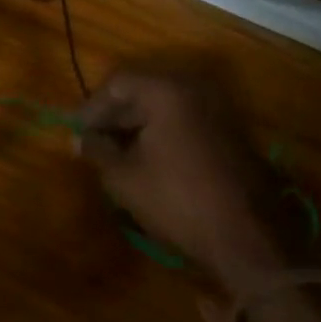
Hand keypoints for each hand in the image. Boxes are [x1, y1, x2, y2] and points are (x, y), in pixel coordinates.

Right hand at [77, 68, 317, 321]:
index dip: (91, 108)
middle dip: (114, 116)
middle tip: (92, 143)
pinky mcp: (229, 132)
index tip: (75, 133)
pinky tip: (145, 160)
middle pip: (142, 90)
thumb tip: (78, 139)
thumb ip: (97, 150)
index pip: (117, 83)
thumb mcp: (124, 177)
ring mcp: (218, 109)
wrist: (245, 237)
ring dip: (137, 126)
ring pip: (164, 106)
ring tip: (114, 154)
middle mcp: (196, 89)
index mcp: (167, 91)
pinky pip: (184, 120)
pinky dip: (161, 133)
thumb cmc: (176, 200)